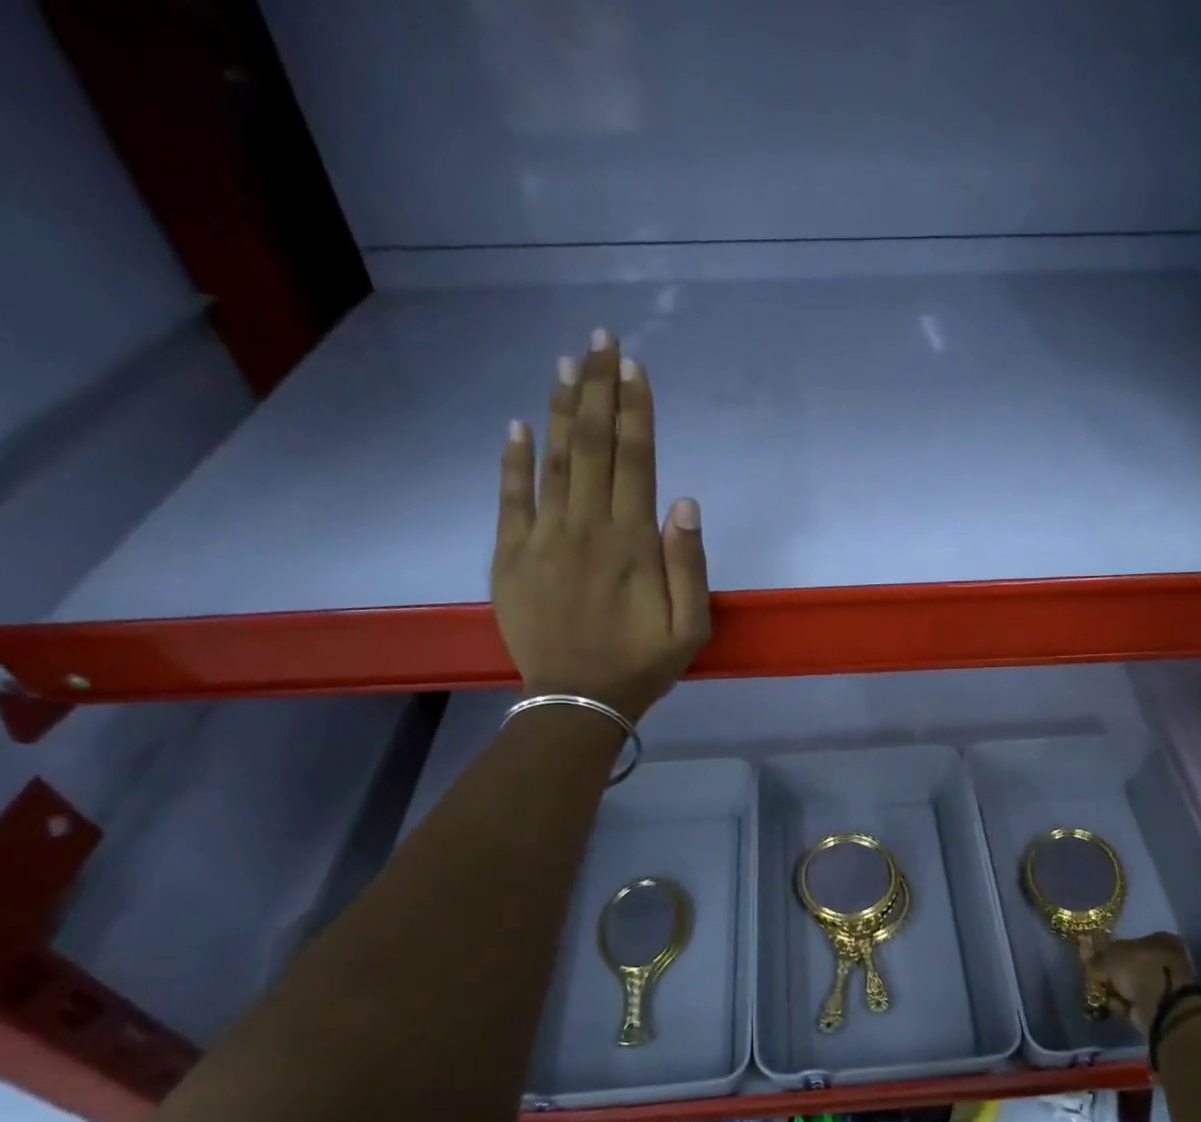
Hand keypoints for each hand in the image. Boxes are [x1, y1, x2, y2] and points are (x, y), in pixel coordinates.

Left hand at [494, 330, 709, 721]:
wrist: (576, 702)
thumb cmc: (642, 666)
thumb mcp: (690, 628)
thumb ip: (690, 565)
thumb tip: (684, 501)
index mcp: (632, 543)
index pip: (635, 460)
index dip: (635, 410)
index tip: (633, 366)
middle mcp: (587, 528)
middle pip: (592, 445)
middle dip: (597, 388)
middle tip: (599, 339)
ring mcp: (543, 539)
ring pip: (552, 460)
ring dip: (559, 408)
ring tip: (564, 362)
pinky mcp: (511, 557)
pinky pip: (510, 499)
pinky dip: (512, 460)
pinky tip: (516, 425)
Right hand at [1084, 933, 1196, 1033]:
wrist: (1162, 1006)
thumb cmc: (1138, 968)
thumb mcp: (1110, 956)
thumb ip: (1096, 955)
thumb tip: (1084, 949)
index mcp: (1160, 939)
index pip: (1131, 940)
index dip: (1112, 948)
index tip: (1095, 956)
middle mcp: (1166, 959)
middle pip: (1132, 963)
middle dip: (1114, 971)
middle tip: (1096, 975)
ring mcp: (1166, 984)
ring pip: (1134, 984)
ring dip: (1117, 988)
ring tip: (1101, 990)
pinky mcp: (1162, 1007)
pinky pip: (1137, 1002)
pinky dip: (1124, 1003)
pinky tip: (1113, 1003)